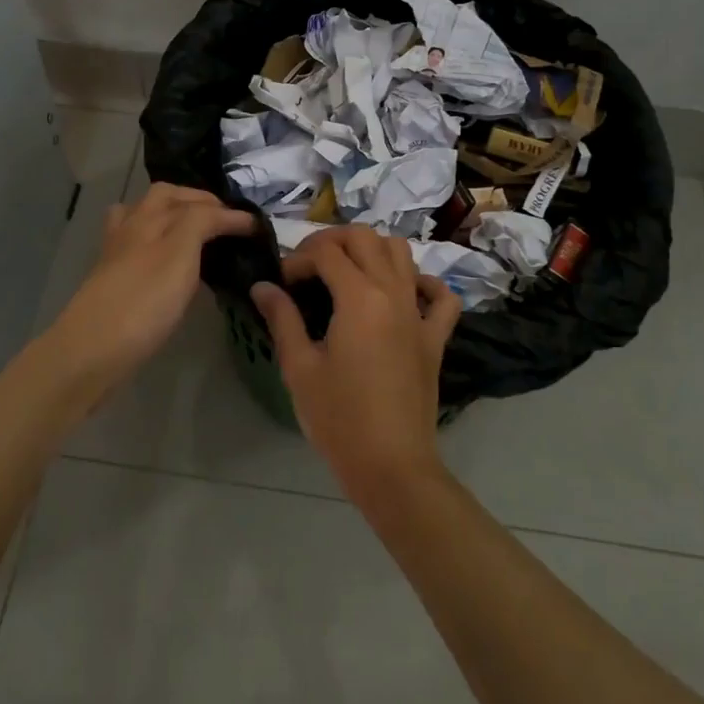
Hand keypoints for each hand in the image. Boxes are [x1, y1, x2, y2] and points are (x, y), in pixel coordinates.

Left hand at [37, 182, 255, 400]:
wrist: (91, 351)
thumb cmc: (142, 301)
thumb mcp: (179, 253)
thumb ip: (202, 222)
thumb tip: (226, 212)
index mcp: (149, 217)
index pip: (196, 202)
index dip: (228, 211)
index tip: (258, 228)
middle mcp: (131, 228)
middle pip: (164, 199)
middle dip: (196, 201)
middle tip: (226, 221)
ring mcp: (118, 255)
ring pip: (145, 220)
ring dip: (172, 216)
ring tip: (198, 233)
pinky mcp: (113, 281)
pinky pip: (138, 247)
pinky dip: (158, 243)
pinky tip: (170, 264)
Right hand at [249, 225, 461, 500]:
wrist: (391, 466)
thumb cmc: (338, 418)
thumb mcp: (299, 367)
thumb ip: (282, 318)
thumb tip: (263, 286)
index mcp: (359, 298)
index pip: (325, 253)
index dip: (297, 259)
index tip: (281, 282)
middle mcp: (393, 293)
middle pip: (364, 237)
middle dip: (331, 240)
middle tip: (308, 265)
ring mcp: (419, 313)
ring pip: (402, 252)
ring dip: (372, 249)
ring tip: (347, 271)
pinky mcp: (435, 338)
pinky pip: (441, 296)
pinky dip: (423, 283)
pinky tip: (402, 292)